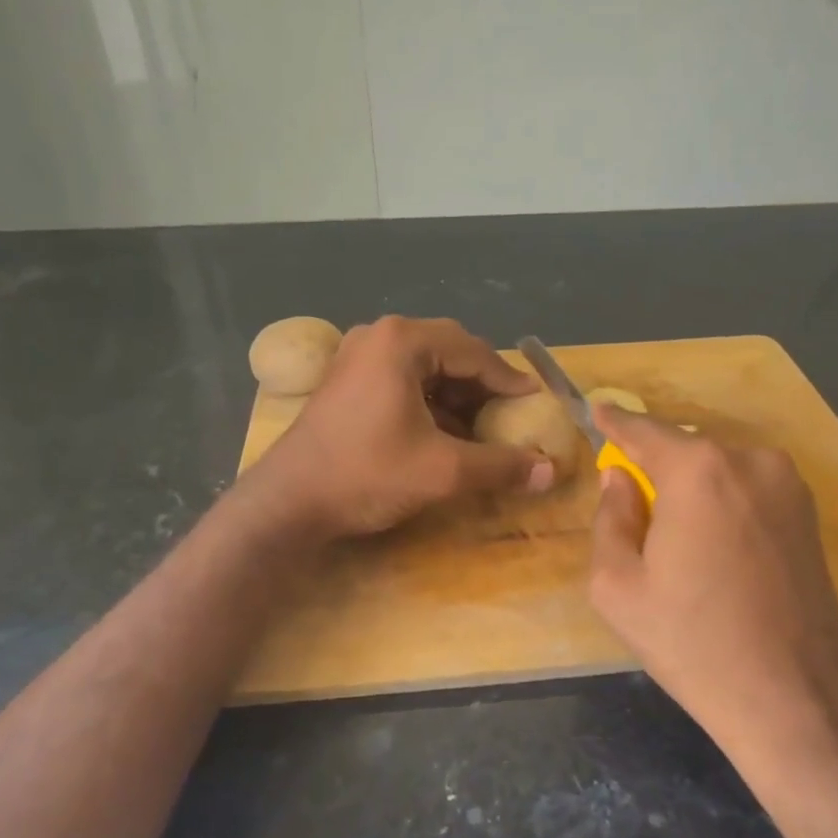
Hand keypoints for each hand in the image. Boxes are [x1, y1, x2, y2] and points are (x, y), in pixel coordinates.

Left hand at [245, 316, 555, 538]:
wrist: (288, 502)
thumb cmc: (366, 474)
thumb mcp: (442, 471)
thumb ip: (500, 466)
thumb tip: (549, 472)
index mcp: (402, 341)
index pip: (474, 352)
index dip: (510, 381)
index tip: (536, 404)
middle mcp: (379, 336)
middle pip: (450, 353)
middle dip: (484, 387)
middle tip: (512, 416)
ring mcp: (358, 357)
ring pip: (426, 368)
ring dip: (458, 397)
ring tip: (484, 430)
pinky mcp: (347, 381)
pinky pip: (403, 381)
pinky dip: (431, 404)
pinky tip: (446, 435)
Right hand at [587, 406, 837, 752]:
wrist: (791, 698)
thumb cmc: (691, 641)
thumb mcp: (617, 585)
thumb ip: (610, 518)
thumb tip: (620, 480)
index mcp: (698, 470)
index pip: (644, 430)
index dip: (615, 422)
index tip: (597, 409)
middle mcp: (750, 461)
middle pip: (685, 448)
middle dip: (655, 462)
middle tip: (631, 492)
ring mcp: (789, 485)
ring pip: (720, 468)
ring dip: (692, 483)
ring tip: (674, 530)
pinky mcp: (811, 515)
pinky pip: (749, 488)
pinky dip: (723, 499)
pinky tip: (712, 543)